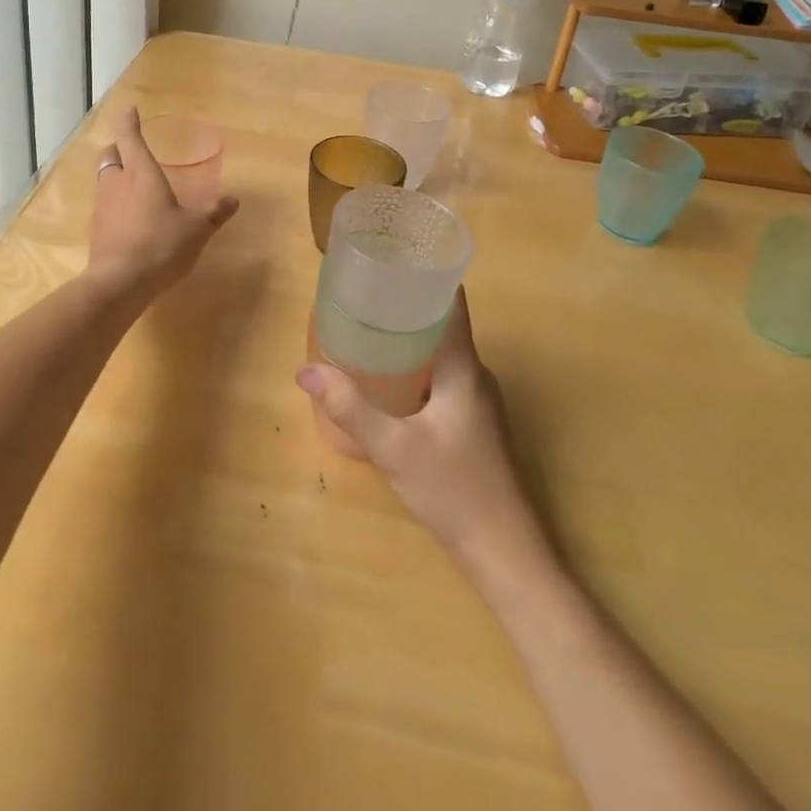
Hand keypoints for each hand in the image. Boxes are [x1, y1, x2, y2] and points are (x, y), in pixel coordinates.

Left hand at [87, 107, 238, 297]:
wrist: (120, 283)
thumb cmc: (161, 244)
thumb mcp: (196, 228)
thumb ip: (214, 212)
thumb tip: (233, 200)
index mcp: (141, 173)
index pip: (130, 137)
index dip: (129, 121)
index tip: (129, 109)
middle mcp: (117, 183)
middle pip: (110, 156)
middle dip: (119, 149)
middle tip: (132, 151)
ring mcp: (102, 207)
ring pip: (105, 181)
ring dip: (117, 177)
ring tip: (136, 187)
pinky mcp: (97, 231)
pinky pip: (105, 207)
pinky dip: (116, 204)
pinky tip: (132, 219)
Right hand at [296, 290, 544, 564]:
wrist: (504, 553)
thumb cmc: (454, 489)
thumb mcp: (394, 447)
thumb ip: (350, 408)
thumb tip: (305, 370)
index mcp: (464, 367)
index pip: (450, 301)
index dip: (422, 274)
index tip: (387, 258)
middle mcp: (475, 374)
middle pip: (440, 323)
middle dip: (402, 304)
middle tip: (360, 293)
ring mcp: (476, 399)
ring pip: (439, 351)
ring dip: (407, 337)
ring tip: (364, 327)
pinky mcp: (471, 422)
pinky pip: (439, 376)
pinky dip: (413, 365)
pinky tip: (385, 378)